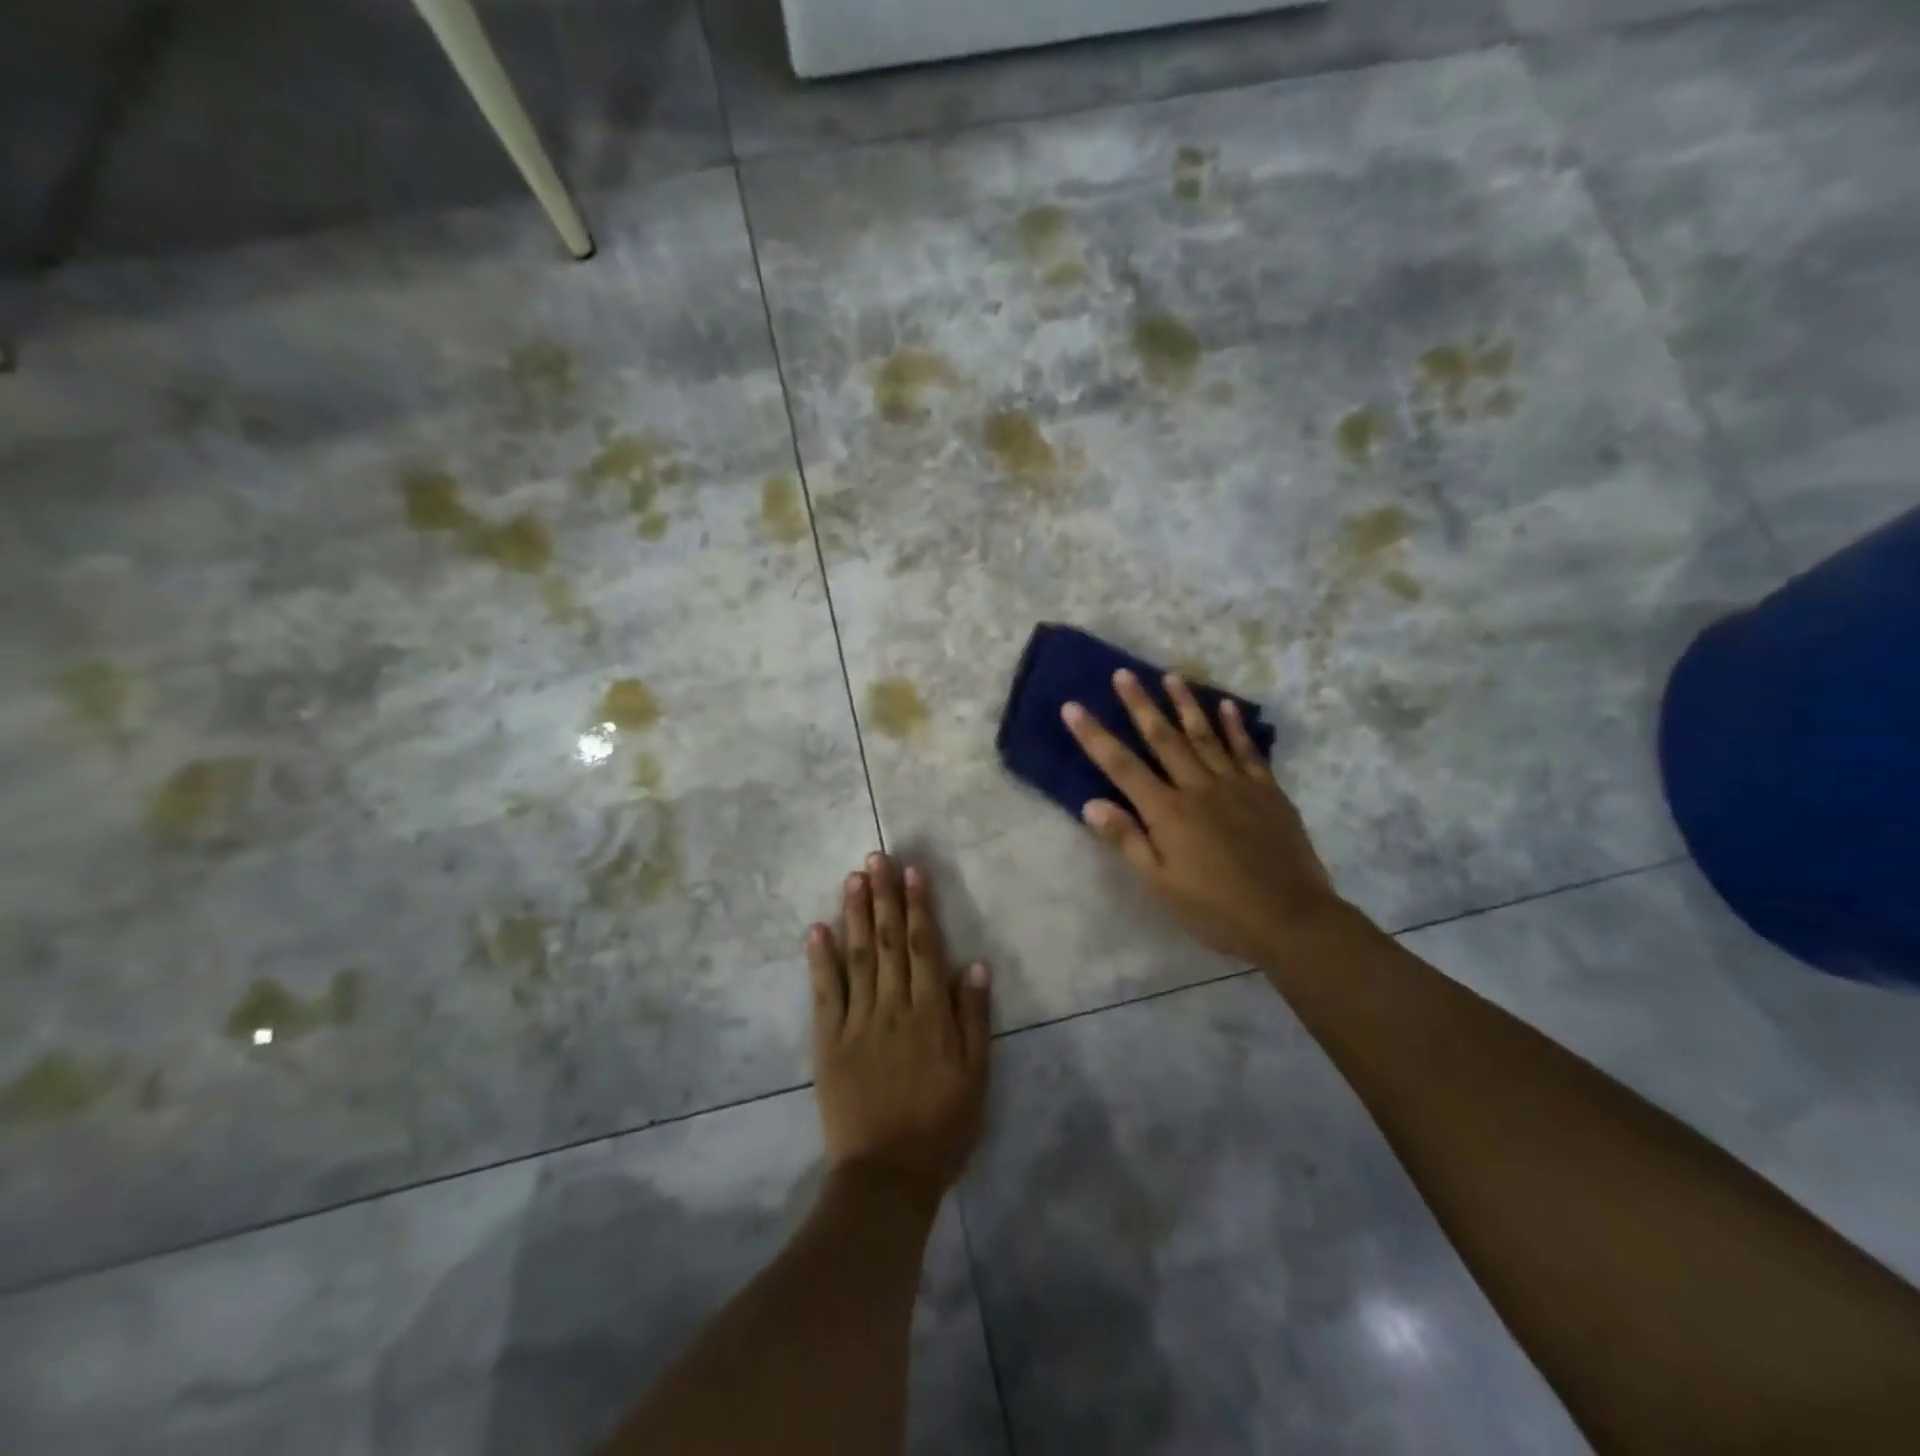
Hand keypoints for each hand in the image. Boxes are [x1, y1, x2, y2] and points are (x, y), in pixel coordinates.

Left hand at [807, 853, 991, 1208]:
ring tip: (852, 877)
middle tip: (877, 857)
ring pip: (857, 956)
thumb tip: (975, 964)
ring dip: (854, 914)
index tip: (913, 871)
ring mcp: (857, 1021)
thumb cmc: (941, 1126)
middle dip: (883, 896)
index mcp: (930, 1013)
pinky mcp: (829, 1040)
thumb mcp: (976, 1077)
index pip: (923, 947)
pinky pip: (825, 992)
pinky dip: (820, 959)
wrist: (887, 1177)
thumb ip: (974, 1018)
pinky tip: (817, 928)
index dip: (918, 906)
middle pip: (887, 941)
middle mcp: (893, 1006)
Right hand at [1062, 670, 1345, 965]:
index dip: (1094, 735)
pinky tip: (1227, 705)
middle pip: (1163, 738)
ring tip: (1171, 676)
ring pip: (1205, 735)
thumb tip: (1091, 804)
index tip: (1073, 706)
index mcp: (1167, 812)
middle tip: (1123, 673)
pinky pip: (1247, 750)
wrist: (1291, 919)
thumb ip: (1127, 841)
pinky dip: (1235, 727)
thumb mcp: (1161, 885)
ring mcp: (1236, 785)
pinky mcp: (1268, 791)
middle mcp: (1198, 788)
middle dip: (1140, 704)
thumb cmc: (1216, 909)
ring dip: (1186, 704)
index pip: (1121, 766)